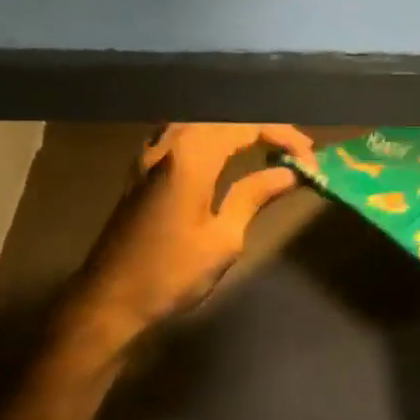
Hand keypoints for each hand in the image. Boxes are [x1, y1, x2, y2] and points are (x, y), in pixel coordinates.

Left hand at [57, 124, 316, 365]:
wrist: (109, 301)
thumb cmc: (171, 274)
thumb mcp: (223, 239)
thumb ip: (254, 196)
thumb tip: (288, 175)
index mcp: (190, 158)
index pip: (246, 127)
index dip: (283, 137)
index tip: (310, 160)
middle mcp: (167, 146)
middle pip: (224, 118)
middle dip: (264, 129)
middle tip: (296, 152)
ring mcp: (149, 156)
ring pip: (201, 123)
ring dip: (236, 131)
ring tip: (266, 149)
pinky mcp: (141, 171)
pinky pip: (182, 136)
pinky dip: (211, 138)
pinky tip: (224, 155)